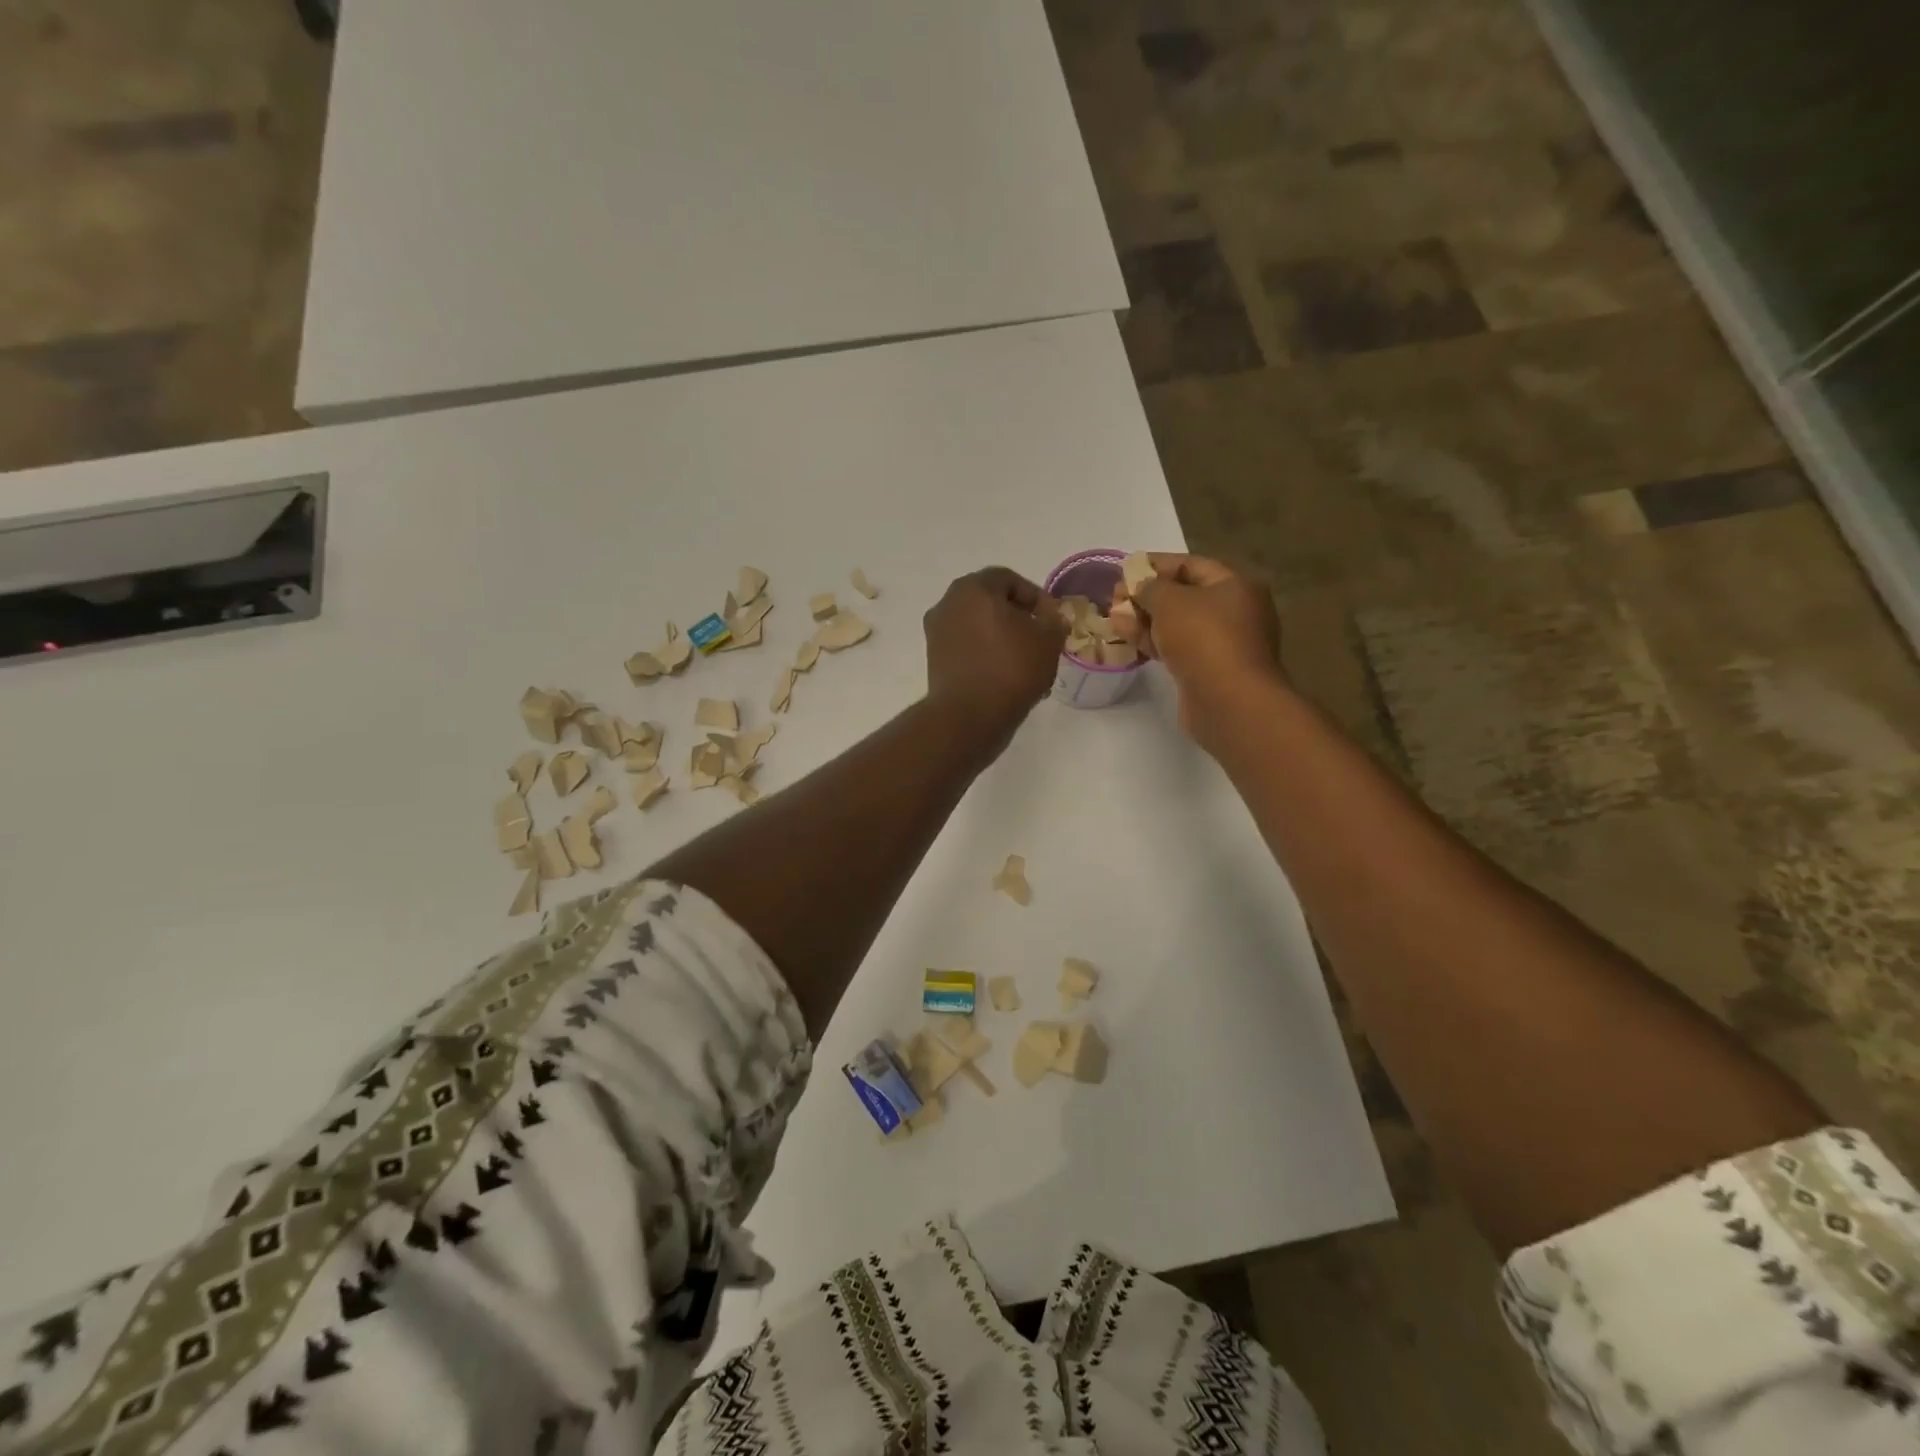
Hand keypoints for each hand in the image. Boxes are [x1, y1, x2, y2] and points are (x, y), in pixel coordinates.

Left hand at [924, 566, 1066, 753]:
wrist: (968, 716)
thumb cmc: (1011, 668)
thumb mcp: (1048, 640)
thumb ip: (1054, 621)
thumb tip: (1050, 618)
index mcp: (974, 588)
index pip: (1009, 579)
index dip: (1036, 597)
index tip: (1052, 620)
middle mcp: (948, 603)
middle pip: (990, 602)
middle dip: (1018, 618)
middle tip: (1040, 639)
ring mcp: (937, 632)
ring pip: (978, 627)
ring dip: (1002, 638)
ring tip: (1026, 662)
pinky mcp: (934, 660)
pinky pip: (967, 648)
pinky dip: (985, 656)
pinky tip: (1005, 677)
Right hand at [1113, 553, 1283, 742]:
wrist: (1228, 701)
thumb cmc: (1203, 638)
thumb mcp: (1170, 601)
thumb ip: (1150, 587)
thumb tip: (1140, 587)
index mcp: (1235, 585)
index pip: (1190, 565)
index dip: (1156, 564)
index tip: (1125, 569)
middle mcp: (1234, 611)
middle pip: (1184, 596)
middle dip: (1146, 596)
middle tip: (1114, 598)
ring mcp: (1223, 644)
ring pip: (1178, 625)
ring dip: (1145, 621)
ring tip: (1113, 619)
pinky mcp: (1208, 670)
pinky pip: (1178, 649)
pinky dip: (1154, 643)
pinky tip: (1128, 642)